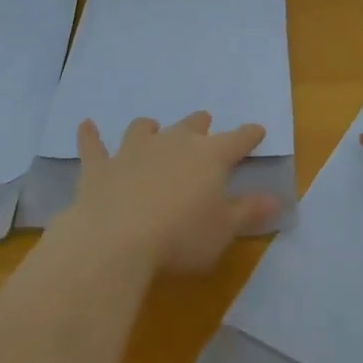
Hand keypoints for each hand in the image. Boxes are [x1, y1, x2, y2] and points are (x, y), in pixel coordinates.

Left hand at [63, 112, 276, 273]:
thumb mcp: (223, 230)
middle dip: (200, 124)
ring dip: (149, 128)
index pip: (237, 140)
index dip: (249, 135)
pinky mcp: (100, 166)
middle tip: (204, 123)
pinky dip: (90, 135)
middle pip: (191, 126)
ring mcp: (133, 151)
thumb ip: (248, 211)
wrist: (117, 239)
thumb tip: (276, 198)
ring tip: (151, 126)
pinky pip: (93, 145)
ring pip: (144, 129)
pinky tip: (86, 126)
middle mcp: (172, 143)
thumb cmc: (181, 236)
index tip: (257, 130)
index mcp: (210, 156)